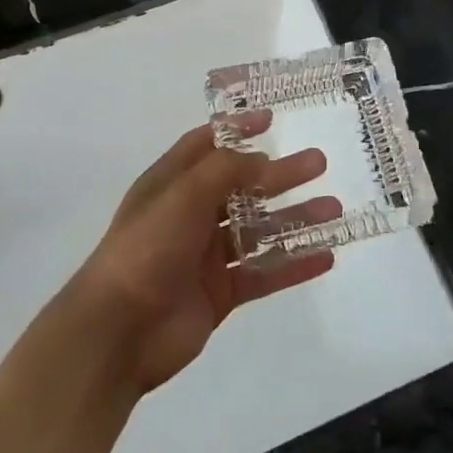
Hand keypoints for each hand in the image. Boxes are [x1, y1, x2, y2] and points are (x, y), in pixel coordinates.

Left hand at [72, 113, 340, 394]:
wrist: (118, 333)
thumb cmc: (146, 249)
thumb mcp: (183, 194)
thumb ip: (225, 171)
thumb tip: (262, 159)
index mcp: (171, 185)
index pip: (206, 146)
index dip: (236, 130)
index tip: (272, 119)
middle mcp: (189, 215)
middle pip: (243, 187)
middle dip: (280, 174)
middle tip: (319, 163)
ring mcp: (205, 256)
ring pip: (259, 230)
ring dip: (295, 219)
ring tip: (334, 210)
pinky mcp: (219, 293)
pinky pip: (263, 273)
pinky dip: (293, 264)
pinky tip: (326, 257)